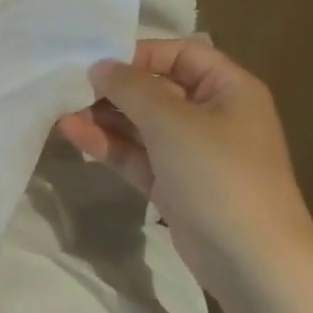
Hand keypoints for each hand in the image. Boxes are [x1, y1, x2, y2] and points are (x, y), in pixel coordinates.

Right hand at [58, 38, 312, 272]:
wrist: (251, 260)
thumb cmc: (218, 174)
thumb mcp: (172, 122)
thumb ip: (132, 88)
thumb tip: (100, 66)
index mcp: (229, 88)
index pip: (181, 53)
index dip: (139, 53)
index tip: (96, 60)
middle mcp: (212, 115)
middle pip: (157, 89)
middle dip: (114, 88)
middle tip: (69, 87)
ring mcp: (192, 153)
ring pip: (142, 125)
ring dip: (105, 117)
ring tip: (62, 111)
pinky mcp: (173, 184)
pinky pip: (137, 155)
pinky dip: (109, 145)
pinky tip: (74, 134)